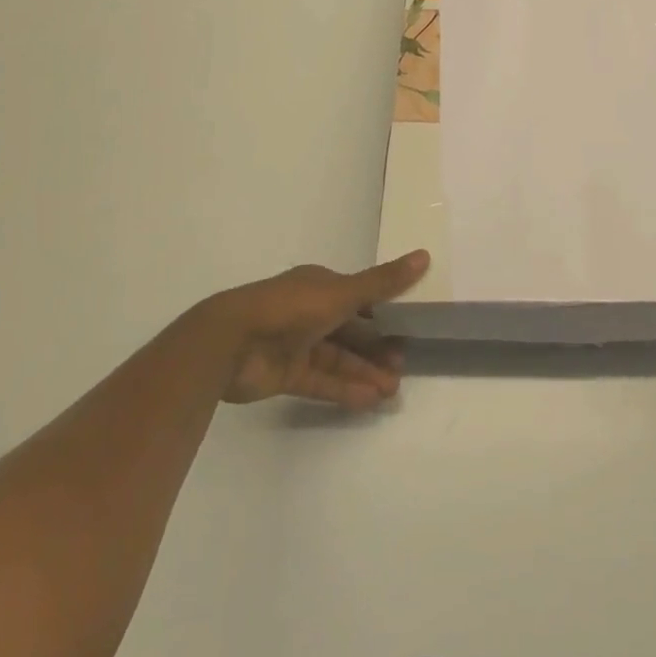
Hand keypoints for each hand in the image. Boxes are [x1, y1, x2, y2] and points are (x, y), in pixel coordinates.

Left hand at [196, 251, 429, 408]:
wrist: (231, 343)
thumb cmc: (290, 307)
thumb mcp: (342, 292)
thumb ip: (382, 282)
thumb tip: (424, 256)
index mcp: (319, 286)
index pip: (358, 297)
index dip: (383, 311)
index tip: (409, 327)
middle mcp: (309, 312)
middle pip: (350, 331)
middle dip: (377, 348)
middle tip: (403, 366)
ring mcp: (296, 344)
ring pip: (338, 358)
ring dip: (365, 372)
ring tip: (393, 390)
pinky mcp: (285, 375)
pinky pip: (321, 381)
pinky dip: (344, 389)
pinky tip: (369, 400)